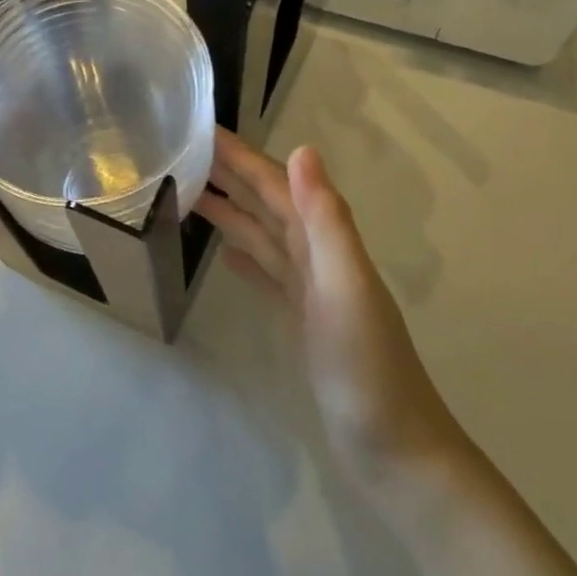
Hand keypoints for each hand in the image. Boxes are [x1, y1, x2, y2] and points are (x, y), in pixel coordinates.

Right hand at [195, 130, 464, 480]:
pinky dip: (247, 257)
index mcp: (326, 242)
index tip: (201, 128)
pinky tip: (225, 253)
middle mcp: (318, 256)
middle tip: (183, 151)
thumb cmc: (366, 366)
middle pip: (267, 203)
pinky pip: (268, 274)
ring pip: (263, 235)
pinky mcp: (302, 319)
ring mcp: (310, 289)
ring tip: (190, 192)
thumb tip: (302, 150)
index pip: (276, 184)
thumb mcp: (346, 286)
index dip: (241, 155)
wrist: (393, 447)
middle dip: (231, 174)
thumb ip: (326, 219)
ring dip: (232, 211)